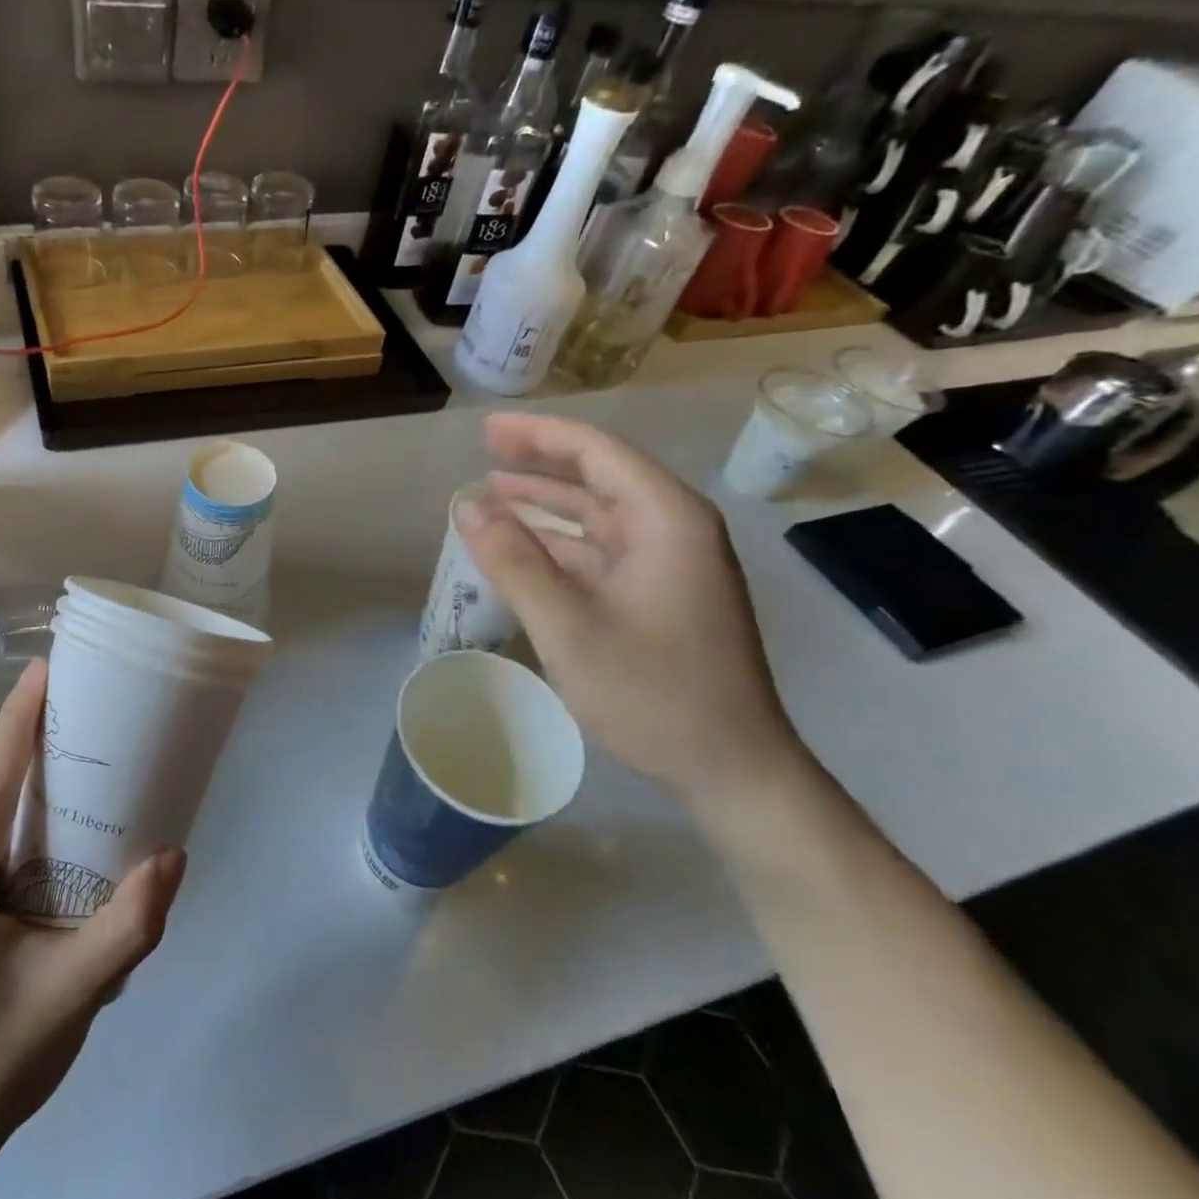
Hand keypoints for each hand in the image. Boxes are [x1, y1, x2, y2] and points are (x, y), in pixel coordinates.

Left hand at [0, 660, 184, 1198]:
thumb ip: (127, 927)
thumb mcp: (71, 998)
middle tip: (92, 715)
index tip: (46, 667)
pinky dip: (14, 822)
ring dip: (26, 786)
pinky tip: (53, 833)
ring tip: (84, 765)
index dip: (18, 720)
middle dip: (34, 747)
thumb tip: (173, 854)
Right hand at [455, 414, 804, 803]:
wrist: (732, 768)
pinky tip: (524, 547)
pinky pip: (603, 549)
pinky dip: (561, 541)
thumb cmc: (653, 693)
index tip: (486, 430)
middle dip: (541, 460)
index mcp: (666, 520)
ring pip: (600, 513)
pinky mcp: (662, 592)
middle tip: (485, 450)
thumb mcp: (570, 627)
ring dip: (548, 502)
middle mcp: (674, 528)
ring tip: (493, 492)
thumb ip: (515, 562)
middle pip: (601, 475)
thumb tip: (466, 506)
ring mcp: (671, 562)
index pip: (597, 452)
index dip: (539, 435)